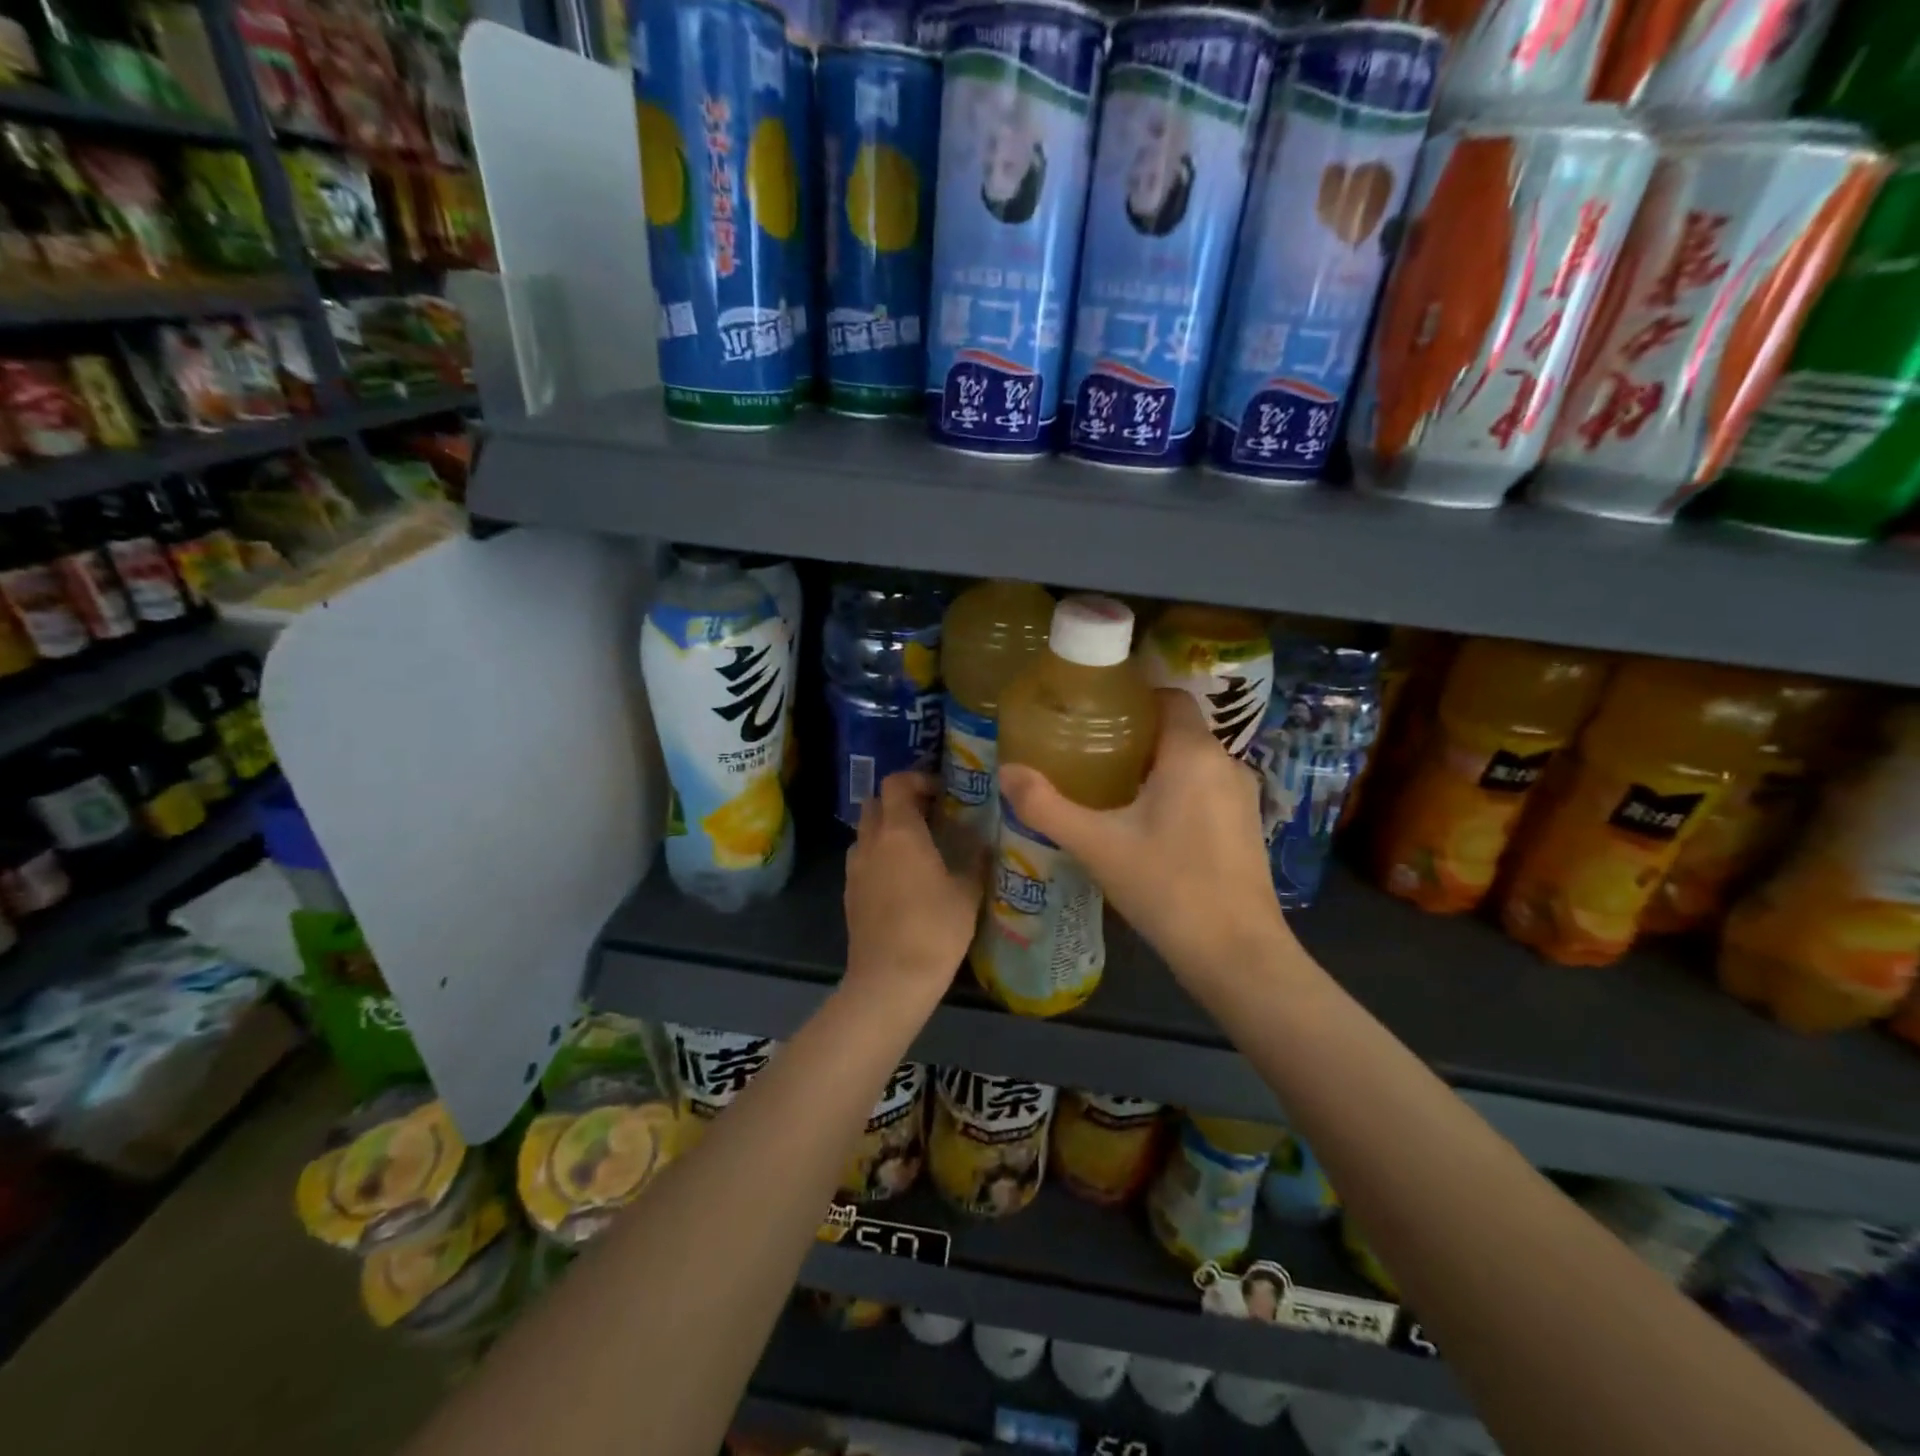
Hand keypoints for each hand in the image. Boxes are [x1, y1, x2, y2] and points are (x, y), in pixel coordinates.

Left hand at [844, 771, 987, 1009]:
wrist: (890, 981)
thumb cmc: (934, 929)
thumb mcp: (967, 893)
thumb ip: (976, 860)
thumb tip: (984, 841)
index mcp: (899, 832)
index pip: (896, 782)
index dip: (918, 779)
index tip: (942, 791)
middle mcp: (870, 842)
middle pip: (876, 803)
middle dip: (900, 801)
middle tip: (931, 815)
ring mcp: (854, 868)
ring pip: (866, 832)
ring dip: (888, 829)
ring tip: (919, 847)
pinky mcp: (849, 894)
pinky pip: (863, 859)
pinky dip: (880, 856)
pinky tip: (904, 879)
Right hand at [998, 690, 1294, 985]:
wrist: (1237, 954)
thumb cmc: (1167, 887)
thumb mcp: (1097, 846)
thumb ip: (1047, 806)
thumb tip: (1006, 772)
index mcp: (1193, 753)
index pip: (1168, 697)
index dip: (1133, 697)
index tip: (1094, 713)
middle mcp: (1226, 763)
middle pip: (1177, 729)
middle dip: (1135, 735)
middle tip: (1090, 751)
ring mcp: (1243, 797)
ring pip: (1193, 762)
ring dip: (1156, 766)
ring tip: (1111, 785)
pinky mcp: (1247, 826)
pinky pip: (1206, 789)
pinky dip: (1177, 791)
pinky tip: (1147, 823)